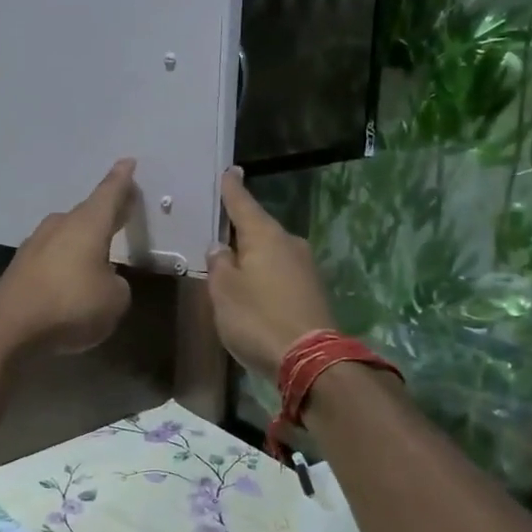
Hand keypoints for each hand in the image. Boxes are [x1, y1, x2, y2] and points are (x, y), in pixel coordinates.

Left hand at [0, 159, 136, 355]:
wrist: (10, 323)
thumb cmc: (71, 303)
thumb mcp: (114, 300)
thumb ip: (117, 285)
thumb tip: (105, 280)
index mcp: (88, 224)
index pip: (109, 193)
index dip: (122, 180)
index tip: (128, 162)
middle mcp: (61, 225)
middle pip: (88, 213)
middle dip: (105, 213)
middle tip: (122, 210)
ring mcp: (36, 243)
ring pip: (67, 234)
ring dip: (83, 240)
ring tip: (99, 250)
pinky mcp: (21, 266)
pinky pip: (52, 256)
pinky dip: (65, 262)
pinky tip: (71, 278)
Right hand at [206, 167, 338, 380]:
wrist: (310, 360)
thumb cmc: (258, 318)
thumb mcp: (224, 291)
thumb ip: (219, 264)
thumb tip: (221, 248)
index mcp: (266, 236)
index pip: (243, 203)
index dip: (232, 189)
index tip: (229, 171)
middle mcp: (289, 244)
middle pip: (259, 228)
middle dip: (240, 228)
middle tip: (218, 228)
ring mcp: (305, 267)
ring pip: (271, 252)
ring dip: (253, 255)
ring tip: (231, 263)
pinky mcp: (312, 291)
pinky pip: (281, 272)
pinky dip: (264, 274)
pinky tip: (252, 287)